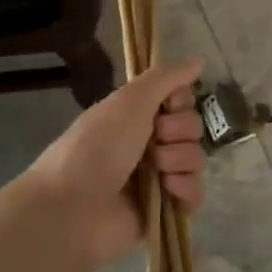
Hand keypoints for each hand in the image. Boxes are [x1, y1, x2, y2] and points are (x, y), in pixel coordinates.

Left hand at [8, 57, 207, 271]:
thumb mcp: (129, 101)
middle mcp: (149, 145)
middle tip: (155, 140)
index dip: (180, 101)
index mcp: (137, 117)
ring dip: (179, 160)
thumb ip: (166, 77)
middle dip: (179, 132)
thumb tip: (199, 59)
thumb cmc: (96, 147)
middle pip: (192, 128)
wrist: (71, 209)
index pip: (181, 101)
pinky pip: (195, 194)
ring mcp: (158, 179)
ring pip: (196, 159)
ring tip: (158, 172)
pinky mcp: (165, 211)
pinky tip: (168, 190)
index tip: (167, 105)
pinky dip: (186, 189)